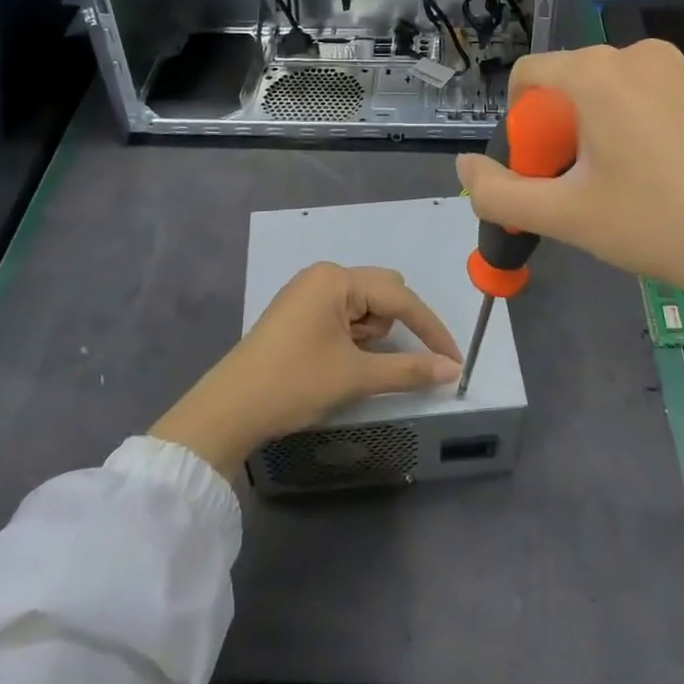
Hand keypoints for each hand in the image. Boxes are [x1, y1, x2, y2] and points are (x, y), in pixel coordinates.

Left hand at [150, 263, 461, 474]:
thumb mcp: (356, 377)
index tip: (454, 361)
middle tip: (380, 362)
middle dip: (394, 328)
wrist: (230, 409)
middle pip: (383, 293)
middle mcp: (324, 275)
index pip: (401, 298)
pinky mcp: (299, 310)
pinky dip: (353, 336)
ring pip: (365, 305)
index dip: (431, 330)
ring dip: (371, 335)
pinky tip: (336, 360)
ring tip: (347, 366)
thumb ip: (409, 369)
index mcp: (337, 279)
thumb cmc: (295, 384)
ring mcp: (308, 290)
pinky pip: (343, 313)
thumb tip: (452, 369)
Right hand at [455, 40, 683, 332]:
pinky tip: (654, 183)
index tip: (536, 174)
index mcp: (597, 72)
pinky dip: (628, 132)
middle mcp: (636, 55)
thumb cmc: (662, 225)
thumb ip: (499, 194)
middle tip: (573, 193)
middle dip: (553, 136)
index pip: (527, 76)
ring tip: (615, 194)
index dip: (516, 127)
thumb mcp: (567, 216)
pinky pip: (643, 100)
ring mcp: (678, 70)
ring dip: (590, 137)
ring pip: (605, 95)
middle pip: (566, 86)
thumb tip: (463, 168)